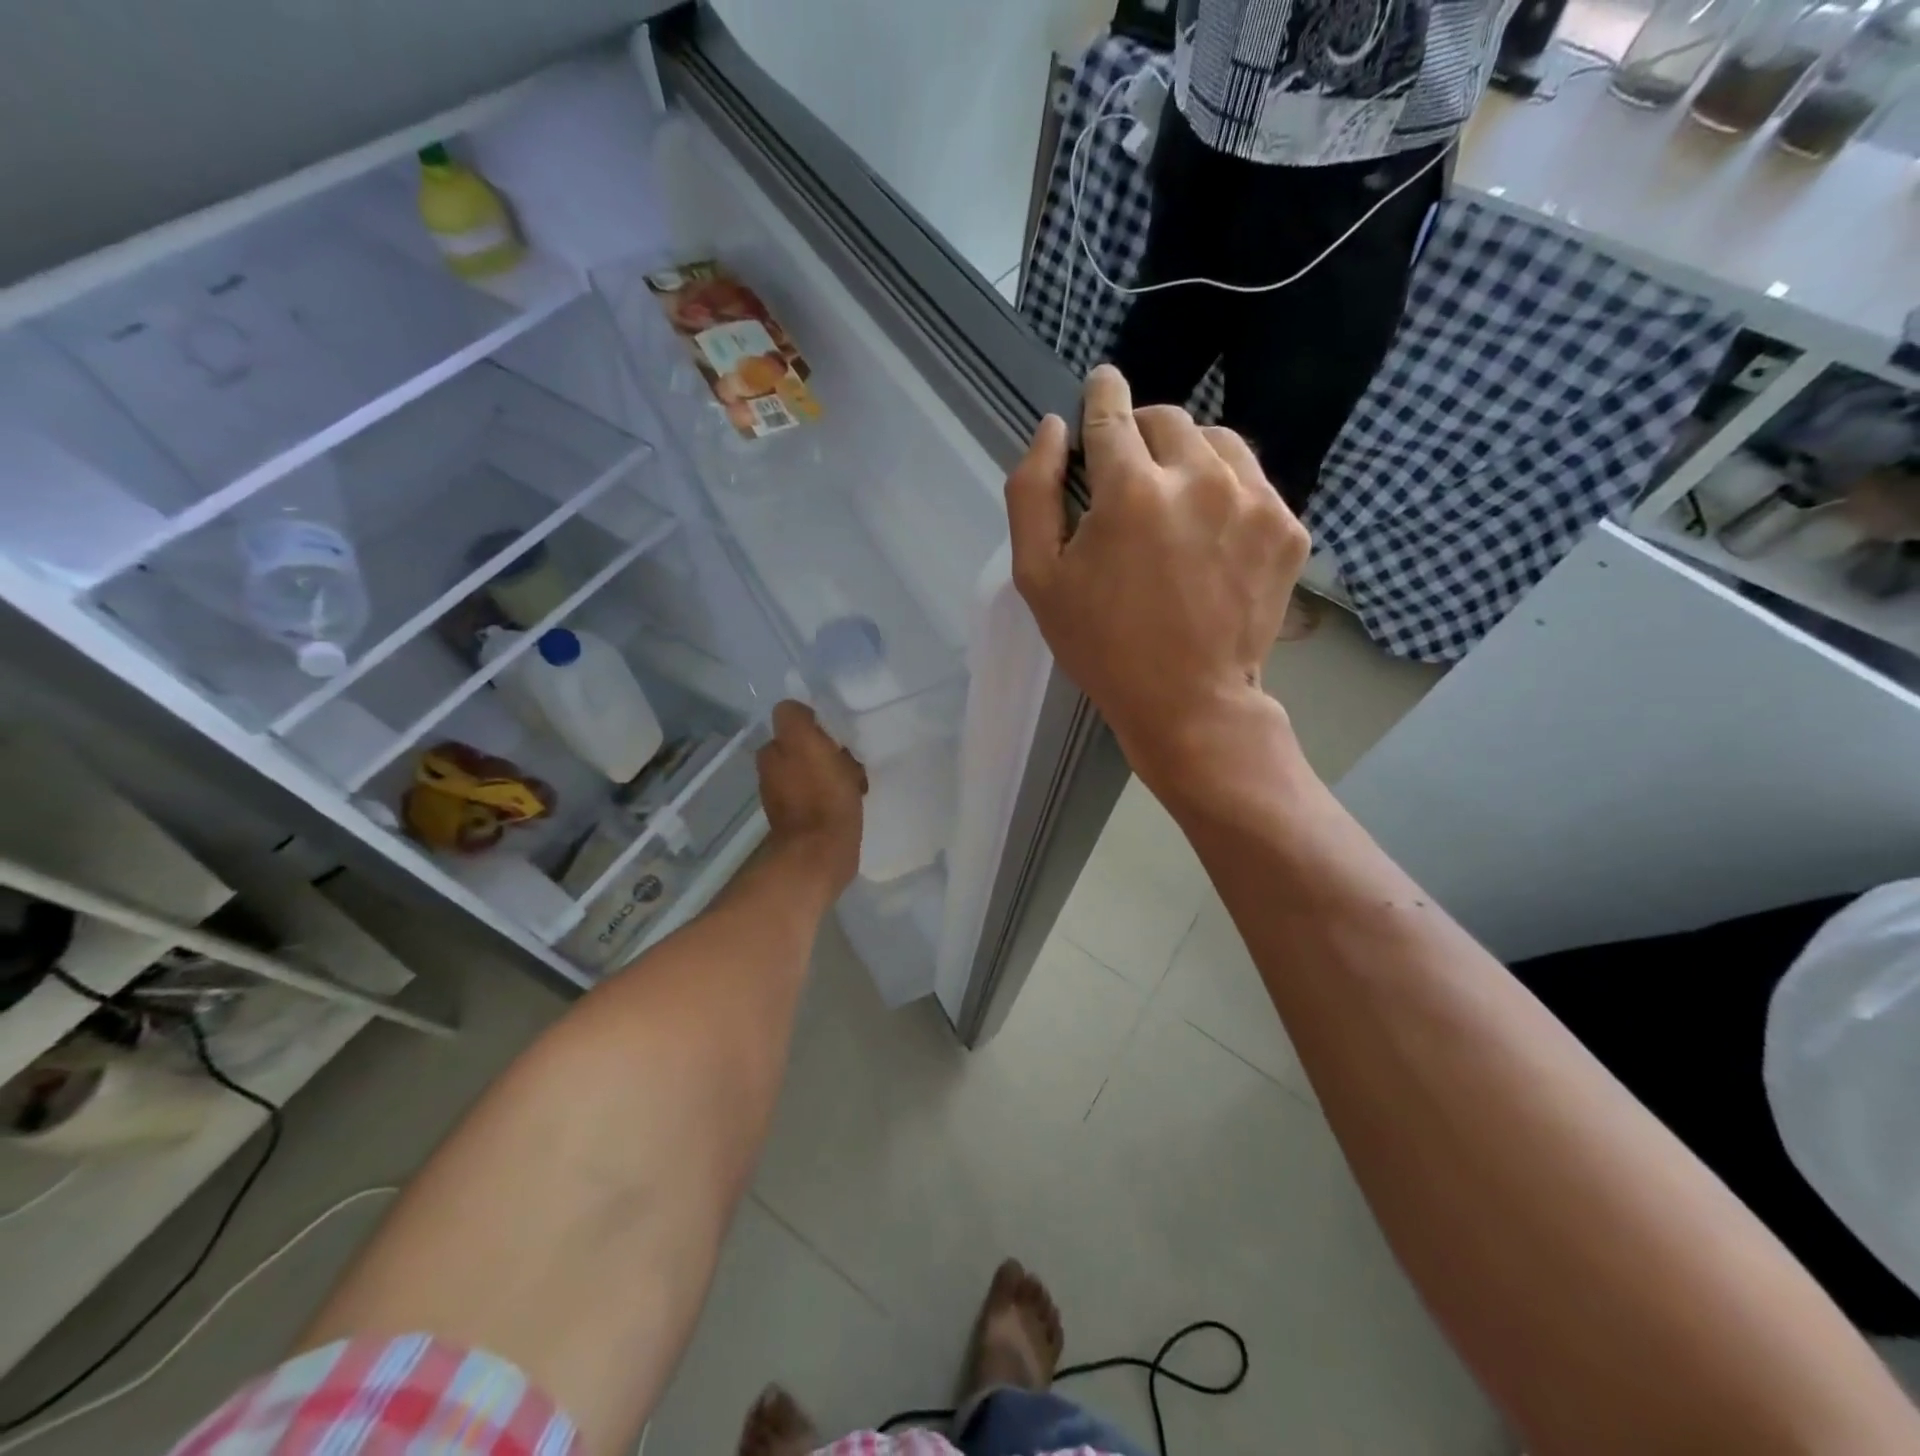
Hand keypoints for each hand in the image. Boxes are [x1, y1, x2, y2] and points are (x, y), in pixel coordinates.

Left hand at [756, 701, 866, 894]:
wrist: (822, 853)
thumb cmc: (819, 794)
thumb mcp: (804, 742)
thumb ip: (794, 718)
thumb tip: (796, 711)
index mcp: (772, 753)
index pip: (793, 724)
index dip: (816, 726)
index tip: (837, 735)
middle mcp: (773, 773)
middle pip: (806, 749)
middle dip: (829, 751)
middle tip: (852, 758)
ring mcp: (788, 800)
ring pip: (817, 772)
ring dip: (836, 773)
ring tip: (858, 781)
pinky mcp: (806, 822)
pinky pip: (824, 796)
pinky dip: (837, 796)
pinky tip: (854, 800)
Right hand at [1006, 365, 1307, 789]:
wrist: (1190, 703)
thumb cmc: (1102, 646)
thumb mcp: (1038, 578)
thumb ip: (1032, 493)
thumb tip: (1050, 429)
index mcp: (1131, 490)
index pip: (1112, 409)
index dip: (1100, 395)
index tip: (1099, 391)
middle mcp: (1199, 478)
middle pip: (1166, 418)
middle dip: (1140, 434)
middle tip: (1126, 476)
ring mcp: (1253, 500)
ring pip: (1217, 440)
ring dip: (1187, 455)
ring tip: (1172, 500)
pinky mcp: (1288, 527)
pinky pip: (1252, 479)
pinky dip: (1224, 490)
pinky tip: (1208, 533)